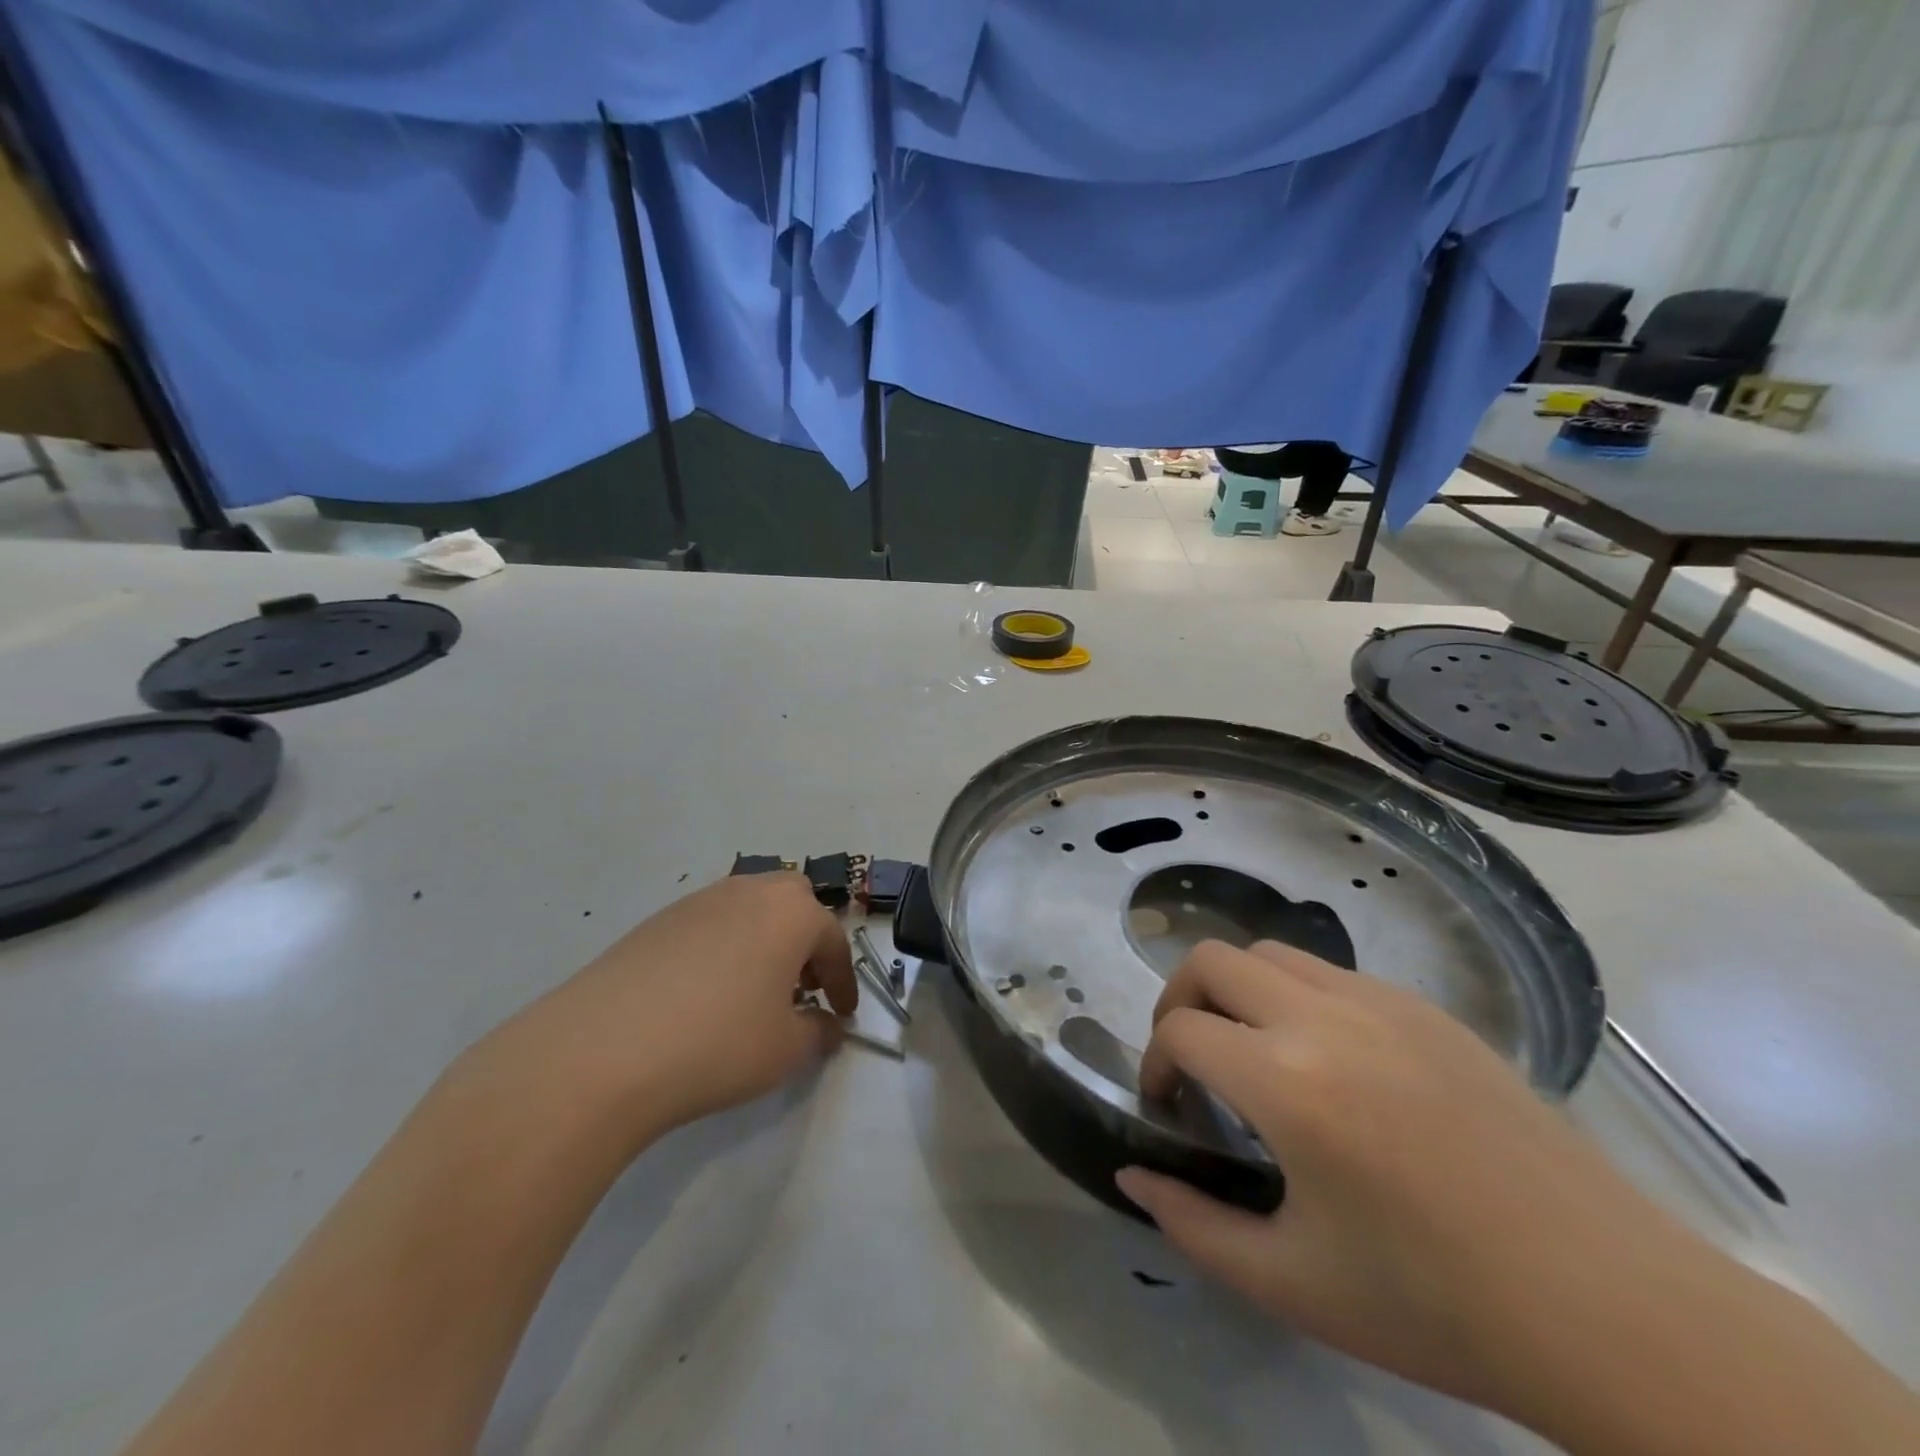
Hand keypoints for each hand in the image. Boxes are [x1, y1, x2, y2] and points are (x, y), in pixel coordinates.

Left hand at [491, 874, 857, 1144]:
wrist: (601, 1052)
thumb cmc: (717, 1044)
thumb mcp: (785, 1050)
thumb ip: (817, 1033)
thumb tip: (825, 1026)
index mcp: (791, 913)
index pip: (833, 941)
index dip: (843, 981)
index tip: (843, 1014)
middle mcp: (748, 892)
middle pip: (793, 902)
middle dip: (806, 941)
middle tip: (801, 987)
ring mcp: (698, 901)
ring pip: (749, 909)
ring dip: (765, 941)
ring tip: (755, 991)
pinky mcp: (656, 921)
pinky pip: (709, 924)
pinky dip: (724, 948)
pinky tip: (706, 993)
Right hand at [1117, 939, 1676, 1413]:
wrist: (1608, 1307)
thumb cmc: (1436, 1304)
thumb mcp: (1292, 1284)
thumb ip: (1193, 1224)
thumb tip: (1132, 1174)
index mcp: (1286, 1082)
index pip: (1181, 1030)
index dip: (1154, 1064)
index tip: (1169, 1107)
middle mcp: (1325, 1018)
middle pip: (1212, 960)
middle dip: (1180, 1001)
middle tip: (1192, 1061)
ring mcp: (1382, 1003)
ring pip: (1272, 954)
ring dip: (1239, 991)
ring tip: (1255, 1053)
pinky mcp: (1429, 1010)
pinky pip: (1333, 974)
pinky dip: (1299, 997)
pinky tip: (1332, 1064)